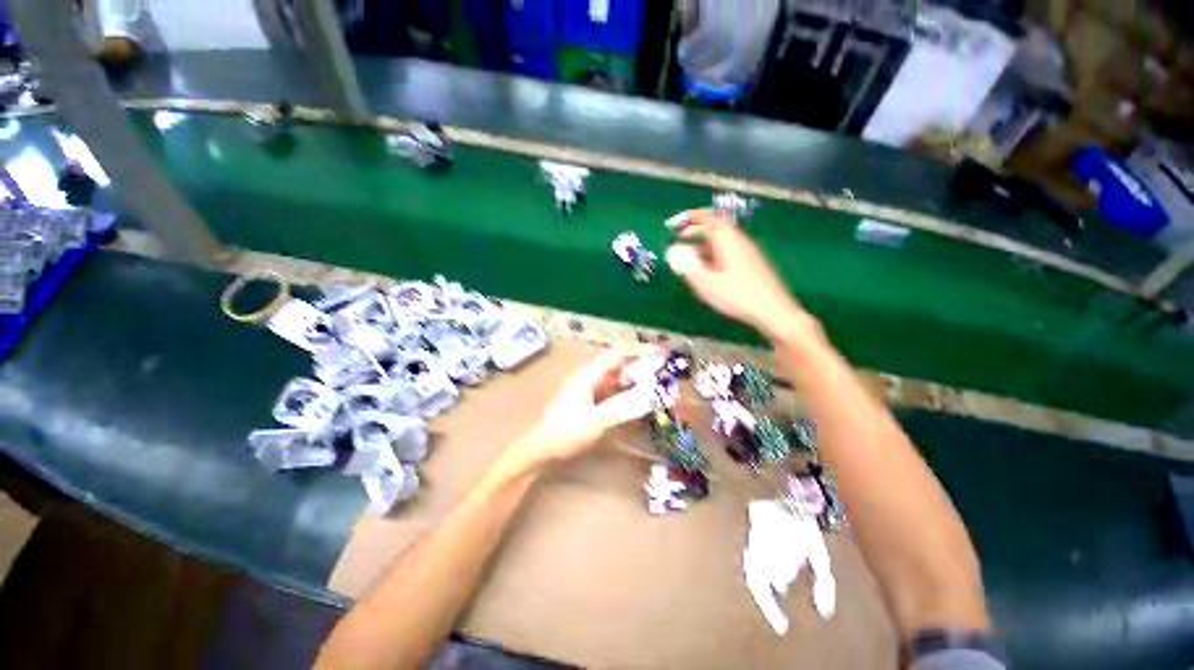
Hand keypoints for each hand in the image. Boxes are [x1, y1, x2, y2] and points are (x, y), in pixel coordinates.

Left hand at [507, 346, 660, 467]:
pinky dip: (631, 399)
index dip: (640, 351)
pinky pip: (618, 397)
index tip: (663, 354)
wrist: (541, 451)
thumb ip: (622, 407)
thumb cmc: (564, 433)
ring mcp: (594, 392)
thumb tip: (651, 395)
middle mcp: (593, 379)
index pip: (617, 355)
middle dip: (644, 370)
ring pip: (622, 383)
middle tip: (668, 377)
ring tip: (661, 393)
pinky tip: (644, 408)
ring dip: (640, 386)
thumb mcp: (594, 421)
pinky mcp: (595, 405)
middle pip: (622, 368)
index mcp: (589, 375)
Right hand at [666, 210, 809, 340]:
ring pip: (723, 240)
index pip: (708, 219)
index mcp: (727, 241)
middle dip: (697, 229)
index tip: (676, 221)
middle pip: (717, 227)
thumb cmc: (737, 295)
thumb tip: (674, 253)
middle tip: (681, 236)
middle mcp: (739, 241)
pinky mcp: (753, 263)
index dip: (691, 217)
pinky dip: (715, 252)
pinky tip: (710, 268)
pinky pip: (730, 250)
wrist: (773, 310)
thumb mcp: (707, 284)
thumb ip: (688, 267)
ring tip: (691, 254)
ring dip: (705, 242)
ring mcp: (748, 251)